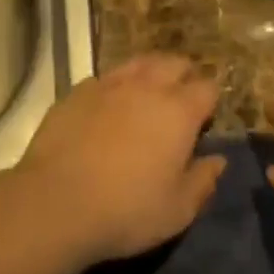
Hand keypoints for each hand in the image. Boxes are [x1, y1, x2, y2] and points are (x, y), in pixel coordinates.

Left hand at [17, 54, 224, 267]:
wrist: (55, 203)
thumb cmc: (126, 210)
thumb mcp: (177, 211)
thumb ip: (203, 182)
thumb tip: (218, 161)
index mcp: (180, 111)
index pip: (208, 88)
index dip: (209, 102)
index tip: (203, 122)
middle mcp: (148, 87)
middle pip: (175, 63)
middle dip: (183, 76)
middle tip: (178, 103)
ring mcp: (109, 84)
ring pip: (139, 63)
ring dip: (149, 74)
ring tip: (145, 97)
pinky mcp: (77, 91)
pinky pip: (104, 79)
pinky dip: (113, 88)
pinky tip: (106, 109)